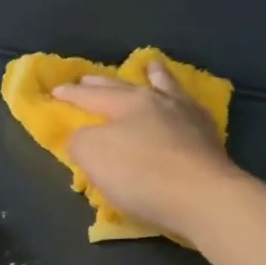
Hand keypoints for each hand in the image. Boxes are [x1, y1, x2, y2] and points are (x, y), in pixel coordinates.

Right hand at [54, 61, 243, 238]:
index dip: (71, 95)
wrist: (203, 197)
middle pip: (126, 86)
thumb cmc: (142, 175)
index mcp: (128, 102)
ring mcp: (188, 117)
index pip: (91, 96)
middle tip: (89, 77)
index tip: (56, 90)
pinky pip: (190, 109)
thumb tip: (82, 137)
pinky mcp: (209, 138)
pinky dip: (181, 101)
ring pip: (167, 88)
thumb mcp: (94, 156)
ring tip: (151, 67)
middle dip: (103, 82)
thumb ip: (80, 141)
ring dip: (155, 76)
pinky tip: (184, 104)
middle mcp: (159, 101)